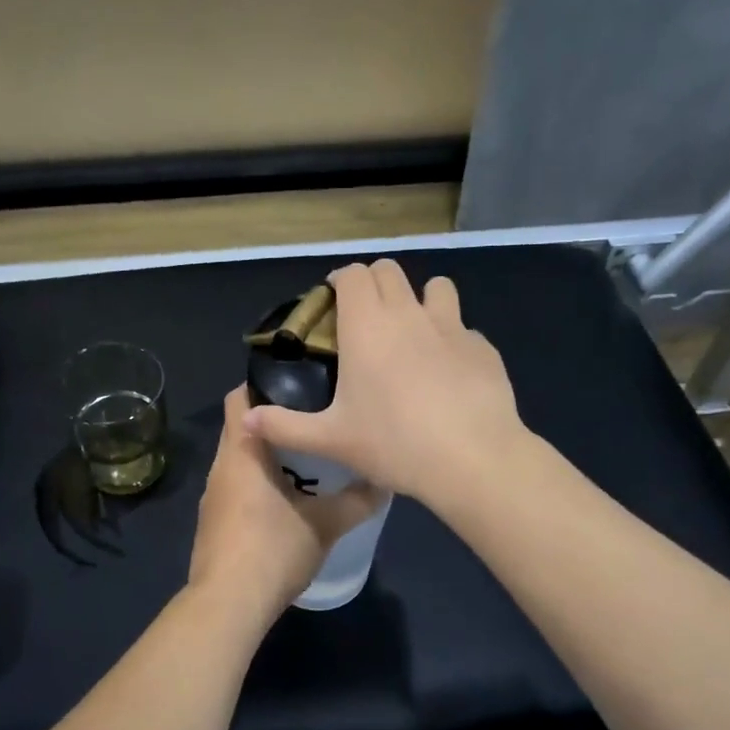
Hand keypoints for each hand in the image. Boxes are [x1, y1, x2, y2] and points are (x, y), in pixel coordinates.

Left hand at [189, 388, 383, 616]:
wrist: (228, 605)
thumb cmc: (273, 550)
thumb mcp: (325, 524)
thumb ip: (357, 500)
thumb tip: (385, 481)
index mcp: (241, 453)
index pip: (239, 397)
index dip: (263, 383)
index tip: (298, 383)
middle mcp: (221, 467)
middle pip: (242, 427)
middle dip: (274, 421)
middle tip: (315, 419)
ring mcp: (213, 497)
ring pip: (240, 460)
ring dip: (268, 456)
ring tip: (308, 457)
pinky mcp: (214, 523)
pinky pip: (236, 488)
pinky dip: (258, 483)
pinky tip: (288, 499)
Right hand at [241, 260, 523, 509]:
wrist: (472, 459)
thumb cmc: (393, 444)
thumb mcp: (331, 440)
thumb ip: (285, 426)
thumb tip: (246, 420)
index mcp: (367, 326)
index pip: (353, 274)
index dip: (340, 280)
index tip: (333, 302)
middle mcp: (408, 314)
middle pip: (389, 270)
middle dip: (373, 283)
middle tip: (364, 317)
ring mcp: (452, 327)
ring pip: (436, 287)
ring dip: (419, 299)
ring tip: (411, 333)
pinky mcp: (483, 347)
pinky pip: (463, 328)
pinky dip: (450, 338)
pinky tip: (448, 373)